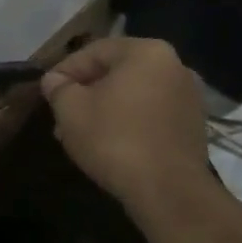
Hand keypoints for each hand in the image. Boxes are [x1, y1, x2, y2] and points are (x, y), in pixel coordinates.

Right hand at [40, 37, 212, 216]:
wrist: (167, 190)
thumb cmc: (114, 140)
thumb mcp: (71, 110)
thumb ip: (58, 88)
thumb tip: (54, 80)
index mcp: (146, 52)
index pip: (94, 52)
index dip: (65, 71)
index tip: (48, 93)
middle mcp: (175, 66)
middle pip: (116, 72)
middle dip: (85, 93)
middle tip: (62, 116)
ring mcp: (189, 97)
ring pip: (134, 94)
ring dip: (105, 109)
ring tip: (81, 133)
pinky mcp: (193, 125)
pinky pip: (151, 114)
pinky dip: (129, 122)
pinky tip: (110, 144)